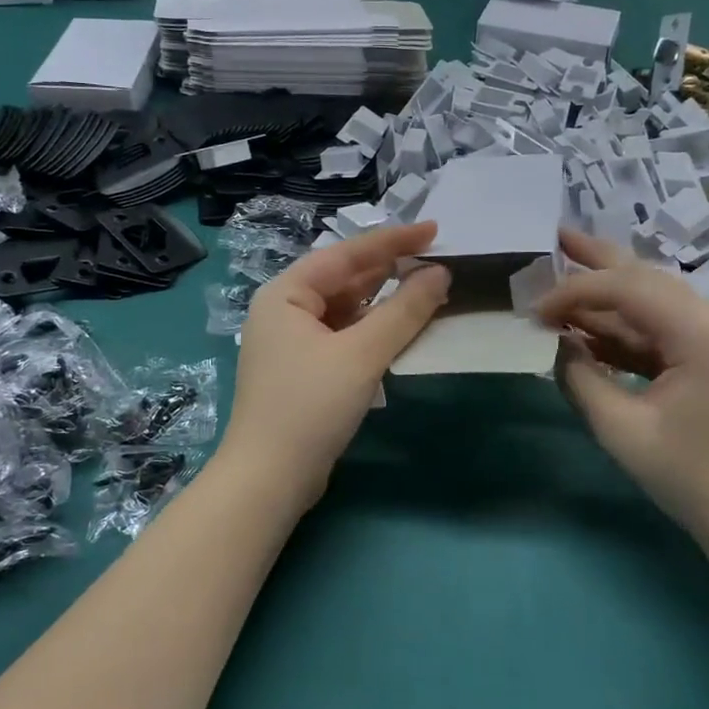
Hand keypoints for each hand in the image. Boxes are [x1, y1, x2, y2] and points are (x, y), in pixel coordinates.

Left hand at [222, 221, 450, 504]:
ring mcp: (292, 342)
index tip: (434, 230)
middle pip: (344, 279)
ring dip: (384, 302)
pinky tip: (399, 330)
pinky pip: (343, 335)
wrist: (269, 478)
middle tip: (437, 261)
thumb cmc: (310, 406)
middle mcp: (284, 310)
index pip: (346, 254)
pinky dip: (372, 330)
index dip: (393, 240)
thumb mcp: (361, 354)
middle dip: (390, 270)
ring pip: (346, 309)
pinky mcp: (304, 370)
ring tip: (427, 291)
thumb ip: (404, 311)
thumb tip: (440, 273)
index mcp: (286, 293)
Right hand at [537, 229, 708, 544]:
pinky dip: (624, 327)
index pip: (629, 290)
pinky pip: (661, 329)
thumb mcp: (620, 430)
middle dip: (598, 259)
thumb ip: (580, 377)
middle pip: (648, 278)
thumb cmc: (689, 478)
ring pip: (654, 299)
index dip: (576, 291)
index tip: (534, 310)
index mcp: (703, 335)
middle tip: (556, 236)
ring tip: (564, 268)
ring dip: (608, 292)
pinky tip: (587, 324)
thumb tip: (557, 342)